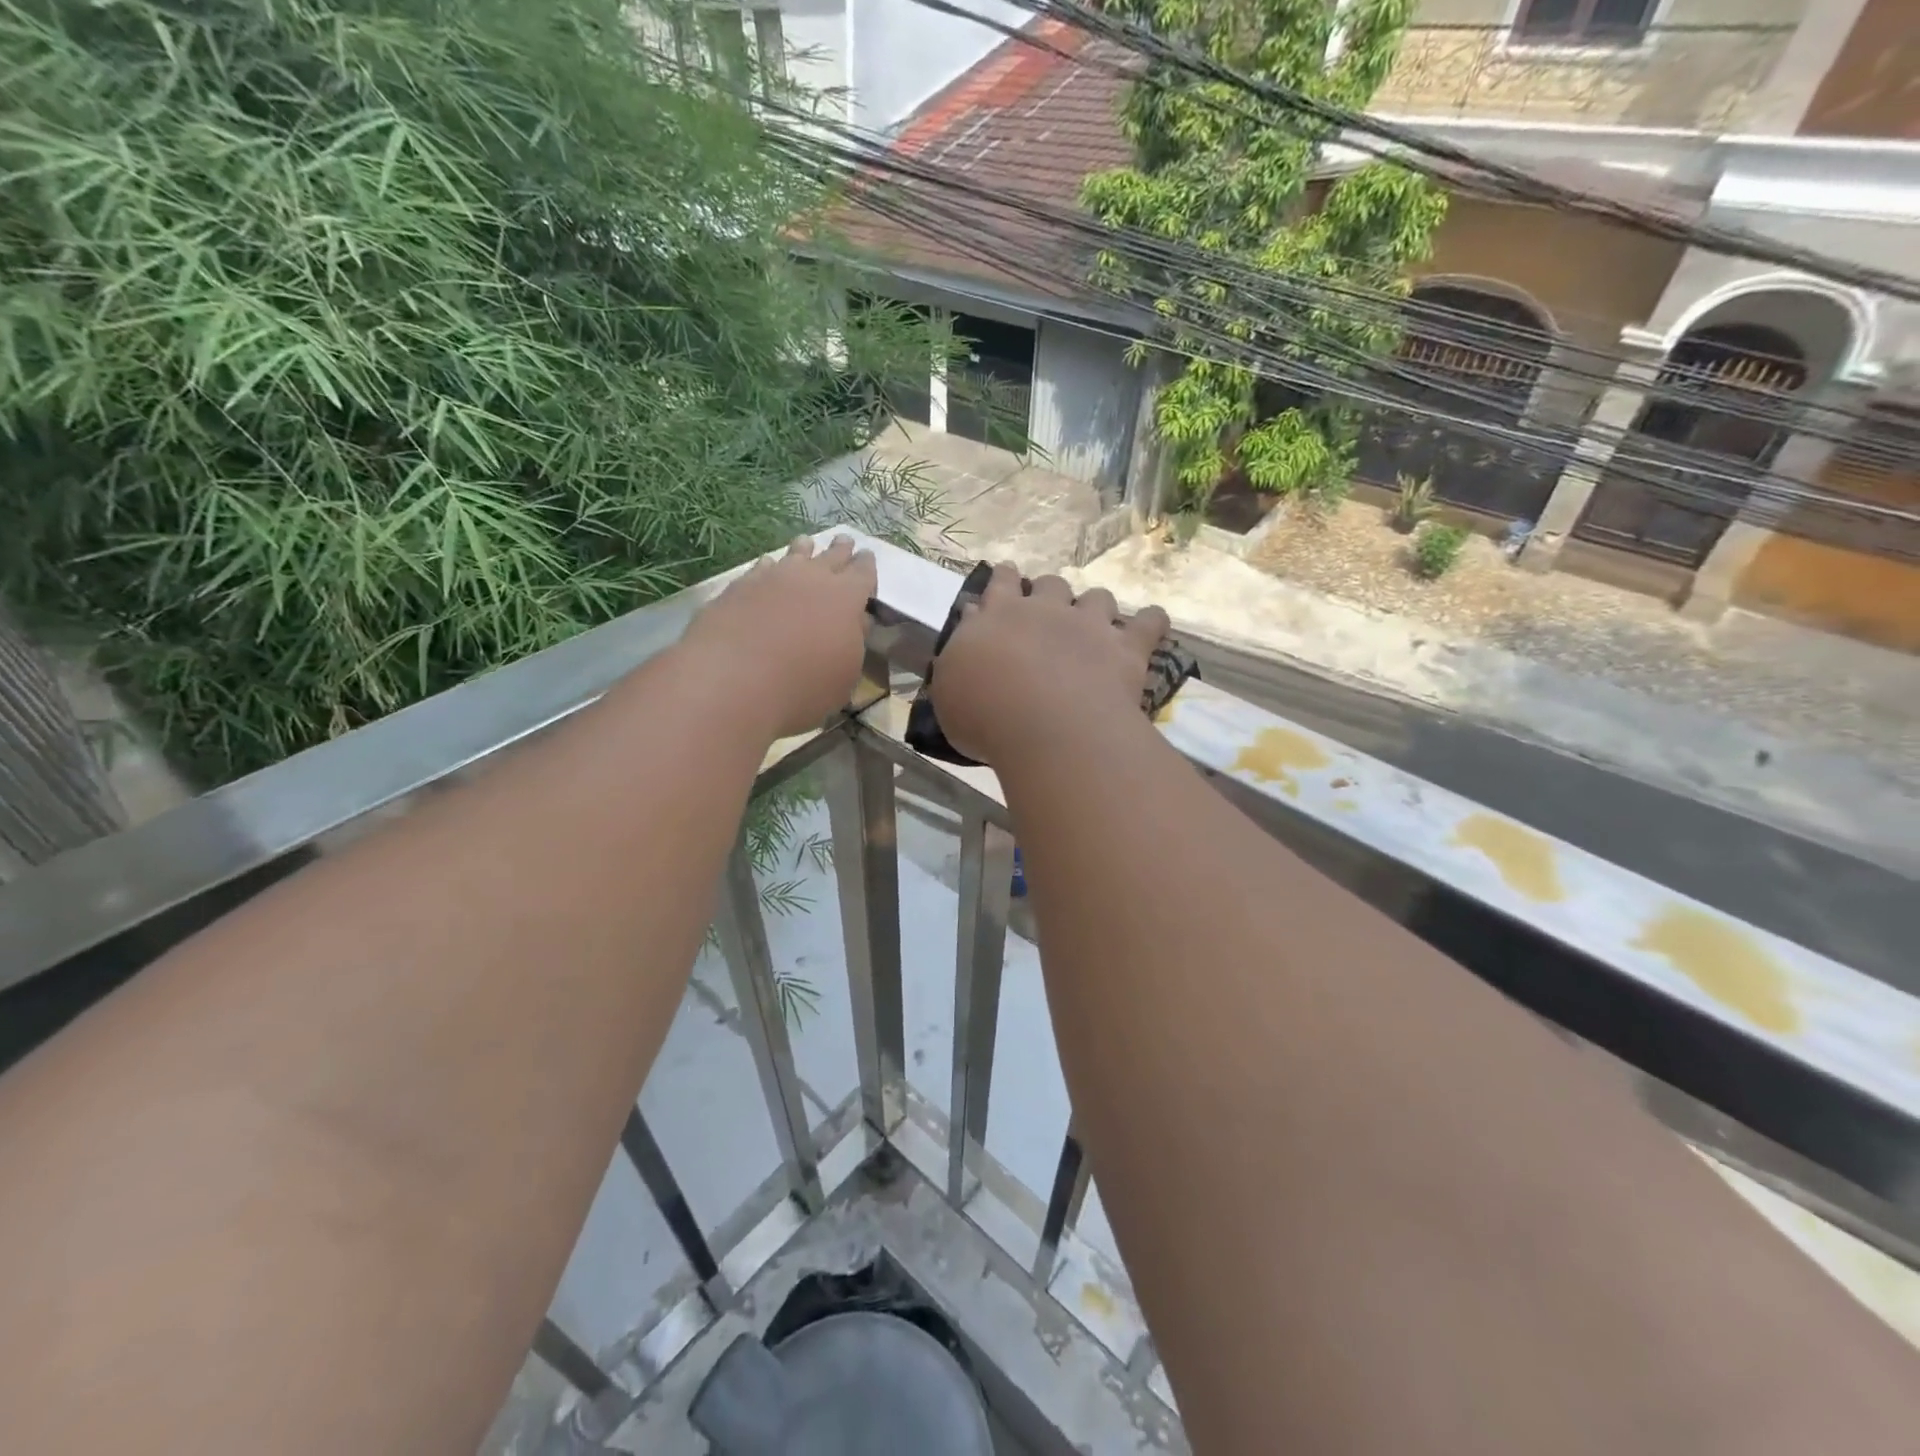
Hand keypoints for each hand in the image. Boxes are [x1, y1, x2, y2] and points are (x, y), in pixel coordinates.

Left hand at [682, 535, 877, 738]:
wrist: (733, 680)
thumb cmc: (803, 687)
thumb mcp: (844, 676)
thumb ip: (852, 643)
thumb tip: (855, 622)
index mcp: (846, 598)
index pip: (863, 573)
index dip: (866, 566)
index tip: (867, 557)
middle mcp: (811, 578)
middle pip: (831, 556)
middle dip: (840, 550)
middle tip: (844, 541)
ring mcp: (772, 578)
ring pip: (794, 555)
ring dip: (804, 550)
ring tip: (806, 543)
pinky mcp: (739, 586)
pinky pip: (761, 569)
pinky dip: (769, 567)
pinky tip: (767, 568)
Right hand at [929, 563, 1169, 767]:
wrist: (1046, 728)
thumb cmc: (985, 715)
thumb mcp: (949, 689)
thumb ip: (959, 653)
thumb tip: (971, 620)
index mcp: (999, 616)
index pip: (1001, 583)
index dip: (1005, 578)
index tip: (1007, 576)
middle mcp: (1045, 610)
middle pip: (1050, 585)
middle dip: (1049, 593)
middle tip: (1048, 613)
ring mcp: (1090, 625)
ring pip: (1097, 598)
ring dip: (1094, 607)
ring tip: (1094, 626)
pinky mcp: (1126, 648)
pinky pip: (1148, 623)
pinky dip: (1151, 622)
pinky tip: (1152, 624)